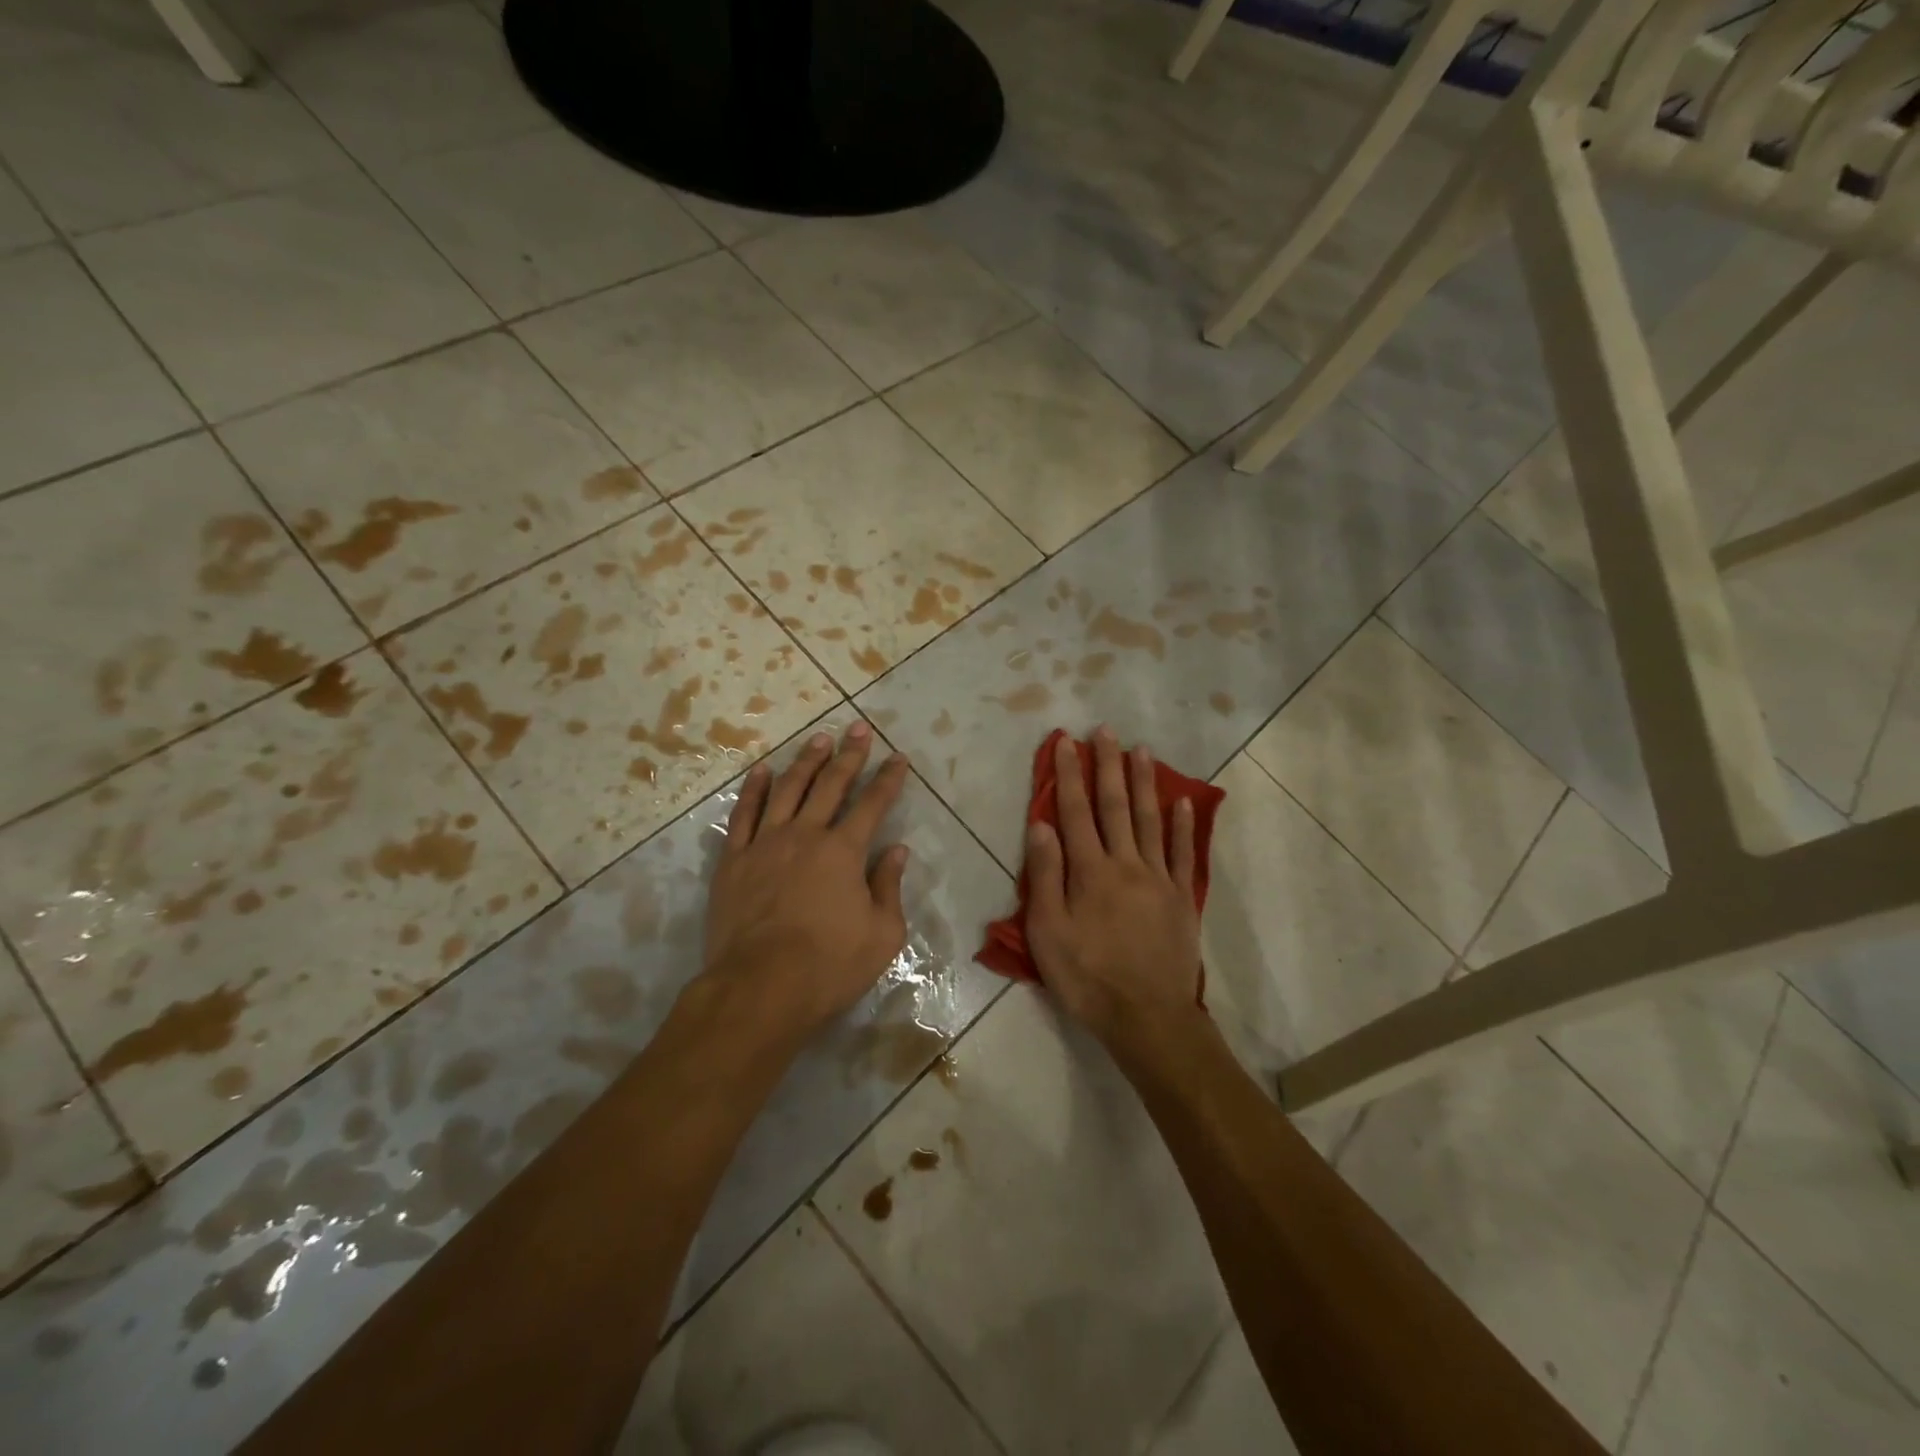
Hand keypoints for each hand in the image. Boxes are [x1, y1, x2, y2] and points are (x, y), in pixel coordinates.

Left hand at [700, 721, 912, 1045]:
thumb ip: (889, 887)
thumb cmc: (829, 966)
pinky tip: (762, 771)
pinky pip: (743, 814)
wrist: (760, 987)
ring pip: (788, 790)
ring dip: (805, 762)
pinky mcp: (734, 860)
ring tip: (818, 739)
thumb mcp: (882, 935)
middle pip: (831, 785)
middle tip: (858, 728)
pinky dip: (753, 789)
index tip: (898, 757)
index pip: (873, 804)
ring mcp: (765, 844)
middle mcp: (806, 835)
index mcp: (845, 851)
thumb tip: (896, 851)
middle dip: (849, 755)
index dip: (888, 779)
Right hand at [1026, 728, 1203, 1044]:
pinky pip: (1183, 854)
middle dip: (1107, 766)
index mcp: (1090, 871)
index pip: (1075, 812)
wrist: (1147, 1017)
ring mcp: (1159, 878)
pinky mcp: (1181, 898)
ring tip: (1142, 750)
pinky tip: (1183, 802)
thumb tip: (1041, 824)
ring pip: (1151, 820)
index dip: (1069, 775)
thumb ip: (1046, 875)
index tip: (1066, 742)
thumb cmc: (1088, 977)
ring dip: (1145, 783)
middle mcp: (1126, 864)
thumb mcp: (1048, 932)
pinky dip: (1183, 825)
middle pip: (1115, 806)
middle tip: (1105, 730)